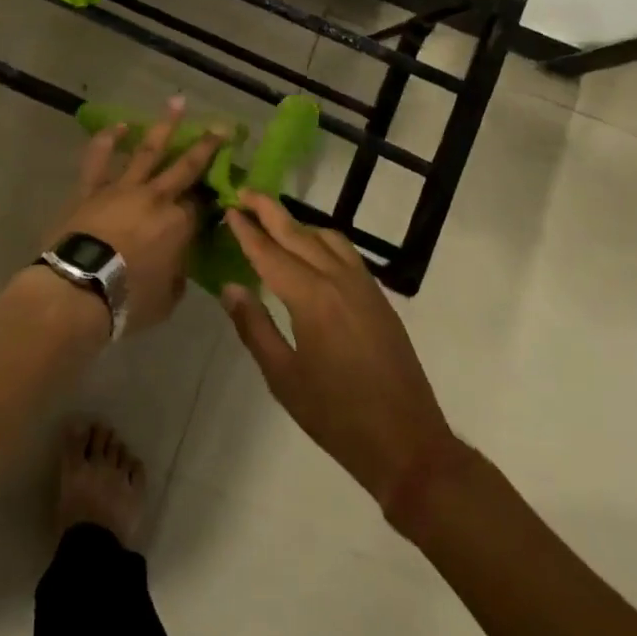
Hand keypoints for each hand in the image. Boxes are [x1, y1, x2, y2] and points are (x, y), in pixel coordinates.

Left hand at [47, 97, 224, 334]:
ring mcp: (122, 188)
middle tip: (222, 127)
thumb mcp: (167, 300)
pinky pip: (100, 158)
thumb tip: (177, 265)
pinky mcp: (91, 189)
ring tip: (177, 102)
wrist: (78, 288)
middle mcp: (156, 198)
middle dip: (206, 146)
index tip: (222, 189)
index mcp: (179, 224)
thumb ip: (177, 277)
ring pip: (148, 150)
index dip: (213, 197)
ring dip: (164, 126)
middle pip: (185, 166)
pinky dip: (109, 139)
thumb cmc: (127, 301)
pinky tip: (120, 125)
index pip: (202, 205)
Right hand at [221, 192, 457, 507]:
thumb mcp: (283, 378)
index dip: (247, 231)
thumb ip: (254, 327)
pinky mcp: (379, 298)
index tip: (229, 209)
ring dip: (298, 224)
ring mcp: (364, 286)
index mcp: (311, 299)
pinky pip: (346, 254)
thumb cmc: (336, 416)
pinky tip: (312, 251)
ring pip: (326, 238)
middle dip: (269, 211)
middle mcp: (338, 280)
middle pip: (298, 234)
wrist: (407, 443)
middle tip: (244, 192)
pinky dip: (322, 241)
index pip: (270, 254)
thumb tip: (231, 288)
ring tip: (274, 222)